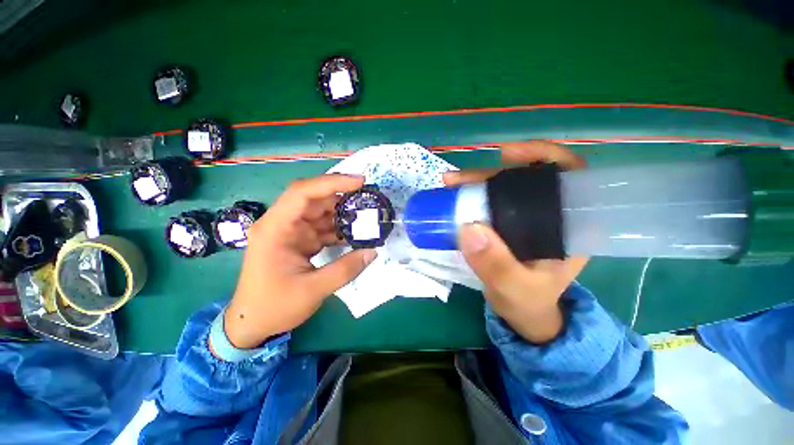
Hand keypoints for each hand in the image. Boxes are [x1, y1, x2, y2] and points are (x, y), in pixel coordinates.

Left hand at [220, 174, 376, 349]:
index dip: (332, 183)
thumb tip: (373, 251)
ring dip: (344, 214)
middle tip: (369, 200)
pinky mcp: (300, 241)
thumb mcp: (313, 290)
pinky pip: (323, 228)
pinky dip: (340, 230)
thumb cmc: (274, 306)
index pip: (303, 193)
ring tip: (368, 217)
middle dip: (343, 198)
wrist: (252, 324)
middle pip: (315, 200)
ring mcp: (292, 232)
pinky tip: (356, 234)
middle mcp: (282, 224)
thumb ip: (345, 269)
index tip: (360, 181)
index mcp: (275, 229)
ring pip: (321, 213)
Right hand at [443, 141, 588, 343]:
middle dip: (491, 174)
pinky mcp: (509, 223)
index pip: (571, 176)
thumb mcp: (514, 288)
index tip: (509, 154)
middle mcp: (550, 215)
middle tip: (460, 179)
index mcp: (568, 226)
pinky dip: (473, 194)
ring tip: (450, 183)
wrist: (522, 311)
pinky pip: (492, 200)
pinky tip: (456, 194)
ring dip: (476, 182)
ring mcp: (527, 218)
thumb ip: (496, 265)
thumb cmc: (528, 301)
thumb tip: (468, 228)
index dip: (544, 155)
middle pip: (525, 179)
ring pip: (504, 188)